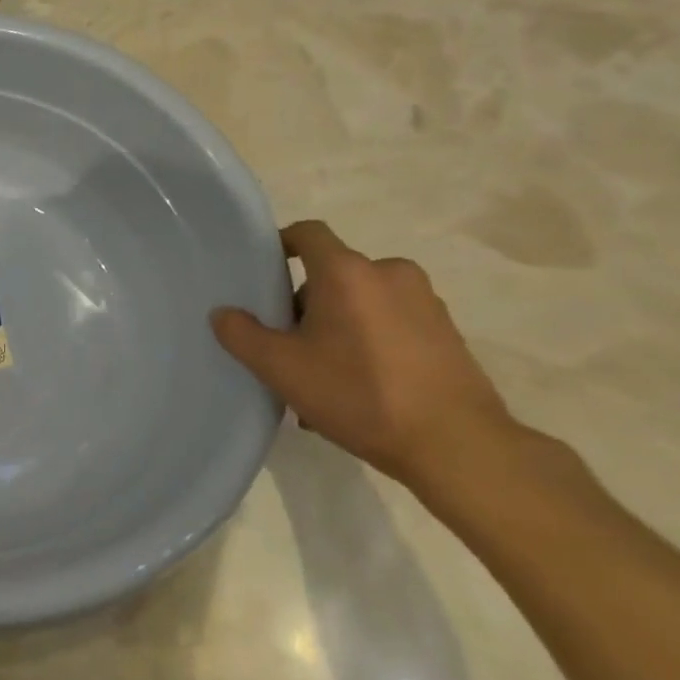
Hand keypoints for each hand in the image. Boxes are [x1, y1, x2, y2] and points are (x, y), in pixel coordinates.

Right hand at [211, 221, 514, 490]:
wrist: (456, 445)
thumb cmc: (359, 394)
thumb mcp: (282, 369)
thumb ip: (242, 335)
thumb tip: (223, 314)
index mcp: (347, 272)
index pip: (307, 233)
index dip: (281, 245)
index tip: (263, 274)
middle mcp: (389, 273)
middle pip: (332, 274)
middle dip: (305, 305)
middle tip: (287, 348)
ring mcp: (424, 302)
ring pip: (361, 303)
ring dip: (336, 328)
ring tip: (322, 378)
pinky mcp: (447, 332)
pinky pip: (391, 324)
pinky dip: (368, 343)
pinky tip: (359, 390)